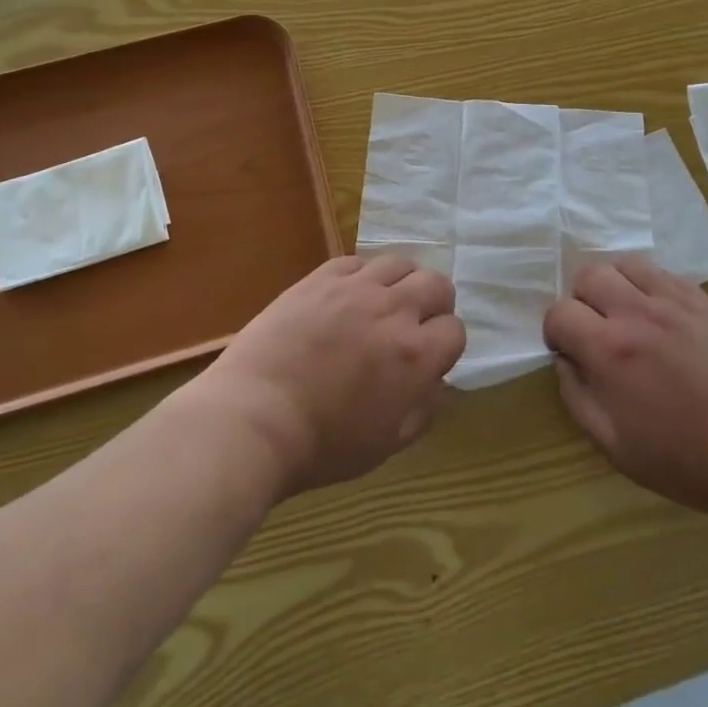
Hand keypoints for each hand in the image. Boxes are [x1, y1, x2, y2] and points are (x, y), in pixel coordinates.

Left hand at [189, 256, 463, 498]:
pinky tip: (348, 297)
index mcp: (415, 355)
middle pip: (436, 284)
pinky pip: (356, 261)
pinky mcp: (320, 278)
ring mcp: (355, 289)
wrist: (252, 418)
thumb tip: (438, 382)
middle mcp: (393, 311)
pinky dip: (362, 276)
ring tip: (383, 304)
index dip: (445, 345)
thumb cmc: (322, 445)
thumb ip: (425, 409)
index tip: (430, 359)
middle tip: (414, 325)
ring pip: (399, 263)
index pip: (455, 330)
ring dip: (401, 284)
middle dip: (434, 304)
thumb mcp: (387, 444)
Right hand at [543, 257, 707, 516]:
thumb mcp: (614, 445)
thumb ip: (577, 397)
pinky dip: (649, 286)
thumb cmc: (684, 460)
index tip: (569, 352)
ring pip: (626, 264)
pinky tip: (660, 316)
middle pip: (589, 274)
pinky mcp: (704, 301)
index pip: (559, 312)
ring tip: (626, 315)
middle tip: (595, 331)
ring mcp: (674, 301)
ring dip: (615, 285)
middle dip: (581, 300)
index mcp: (609, 350)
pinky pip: (663, 273)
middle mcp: (637, 313)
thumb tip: (564, 361)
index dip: (556, 332)